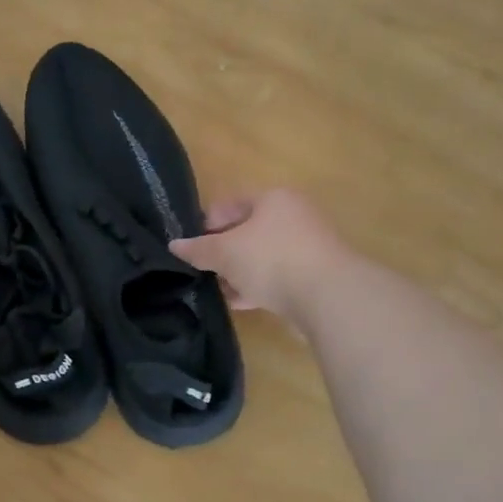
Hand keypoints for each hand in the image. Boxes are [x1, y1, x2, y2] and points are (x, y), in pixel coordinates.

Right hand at [169, 189, 355, 317]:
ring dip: (238, 272)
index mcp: (273, 199)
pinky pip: (276, 277)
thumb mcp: (225, 253)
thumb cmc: (271, 259)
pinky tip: (238, 302)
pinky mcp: (313, 276)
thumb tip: (175, 246)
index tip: (190, 246)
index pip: (231, 204)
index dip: (206, 223)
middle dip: (222, 252)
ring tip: (215, 289)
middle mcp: (293, 216)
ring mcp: (306, 247)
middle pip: (247, 231)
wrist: (327, 295)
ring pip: (261, 256)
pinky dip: (256, 286)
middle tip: (200, 269)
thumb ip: (199, 249)